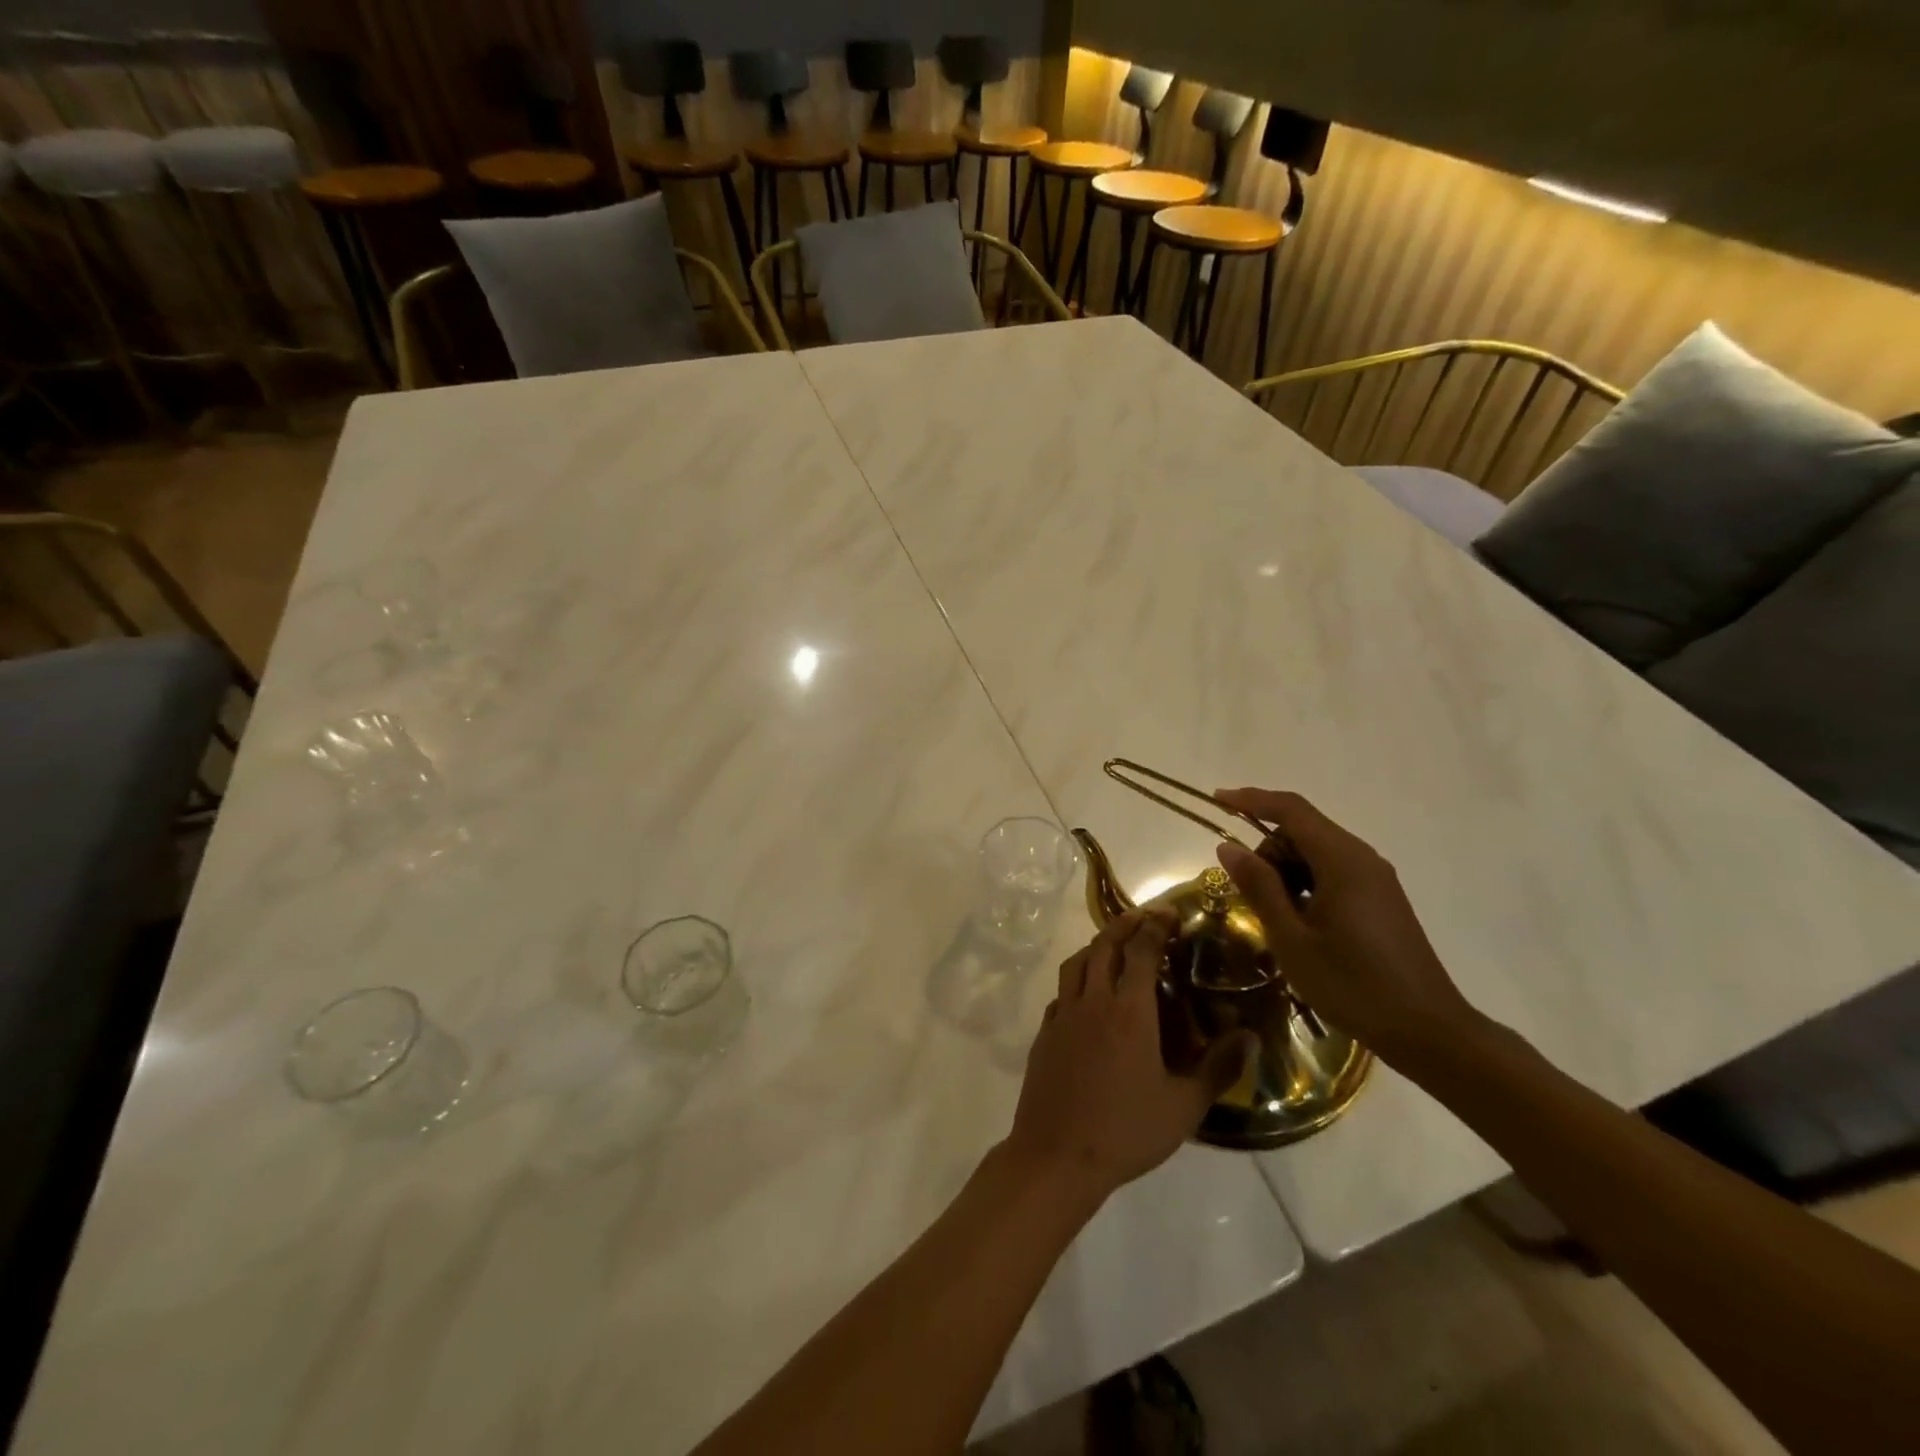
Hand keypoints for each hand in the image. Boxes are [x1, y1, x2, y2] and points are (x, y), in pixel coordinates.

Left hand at [1003, 909, 1257, 1205]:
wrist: (1057, 1156)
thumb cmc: (1126, 1131)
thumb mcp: (1184, 1106)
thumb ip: (1219, 1068)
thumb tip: (1251, 1037)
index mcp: (1128, 1010)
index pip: (1140, 950)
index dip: (1155, 925)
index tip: (1169, 911)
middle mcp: (1092, 1000)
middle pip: (1104, 945)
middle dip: (1125, 924)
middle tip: (1144, 917)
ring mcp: (1062, 1014)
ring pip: (1076, 962)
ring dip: (1097, 945)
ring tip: (1115, 946)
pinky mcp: (1044, 1032)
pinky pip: (1061, 991)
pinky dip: (1077, 978)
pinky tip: (1087, 995)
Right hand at [1212, 788, 1476, 1066]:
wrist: (1427, 1031)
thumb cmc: (1352, 985)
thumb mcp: (1292, 938)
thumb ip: (1259, 886)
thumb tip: (1228, 846)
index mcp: (1342, 860)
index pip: (1290, 809)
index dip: (1250, 799)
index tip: (1216, 801)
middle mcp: (1362, 858)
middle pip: (1303, 829)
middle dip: (1267, 848)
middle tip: (1247, 893)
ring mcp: (1376, 878)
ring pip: (1317, 852)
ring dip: (1286, 869)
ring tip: (1274, 916)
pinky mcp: (1380, 898)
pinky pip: (1333, 871)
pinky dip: (1306, 883)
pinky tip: (1299, 922)